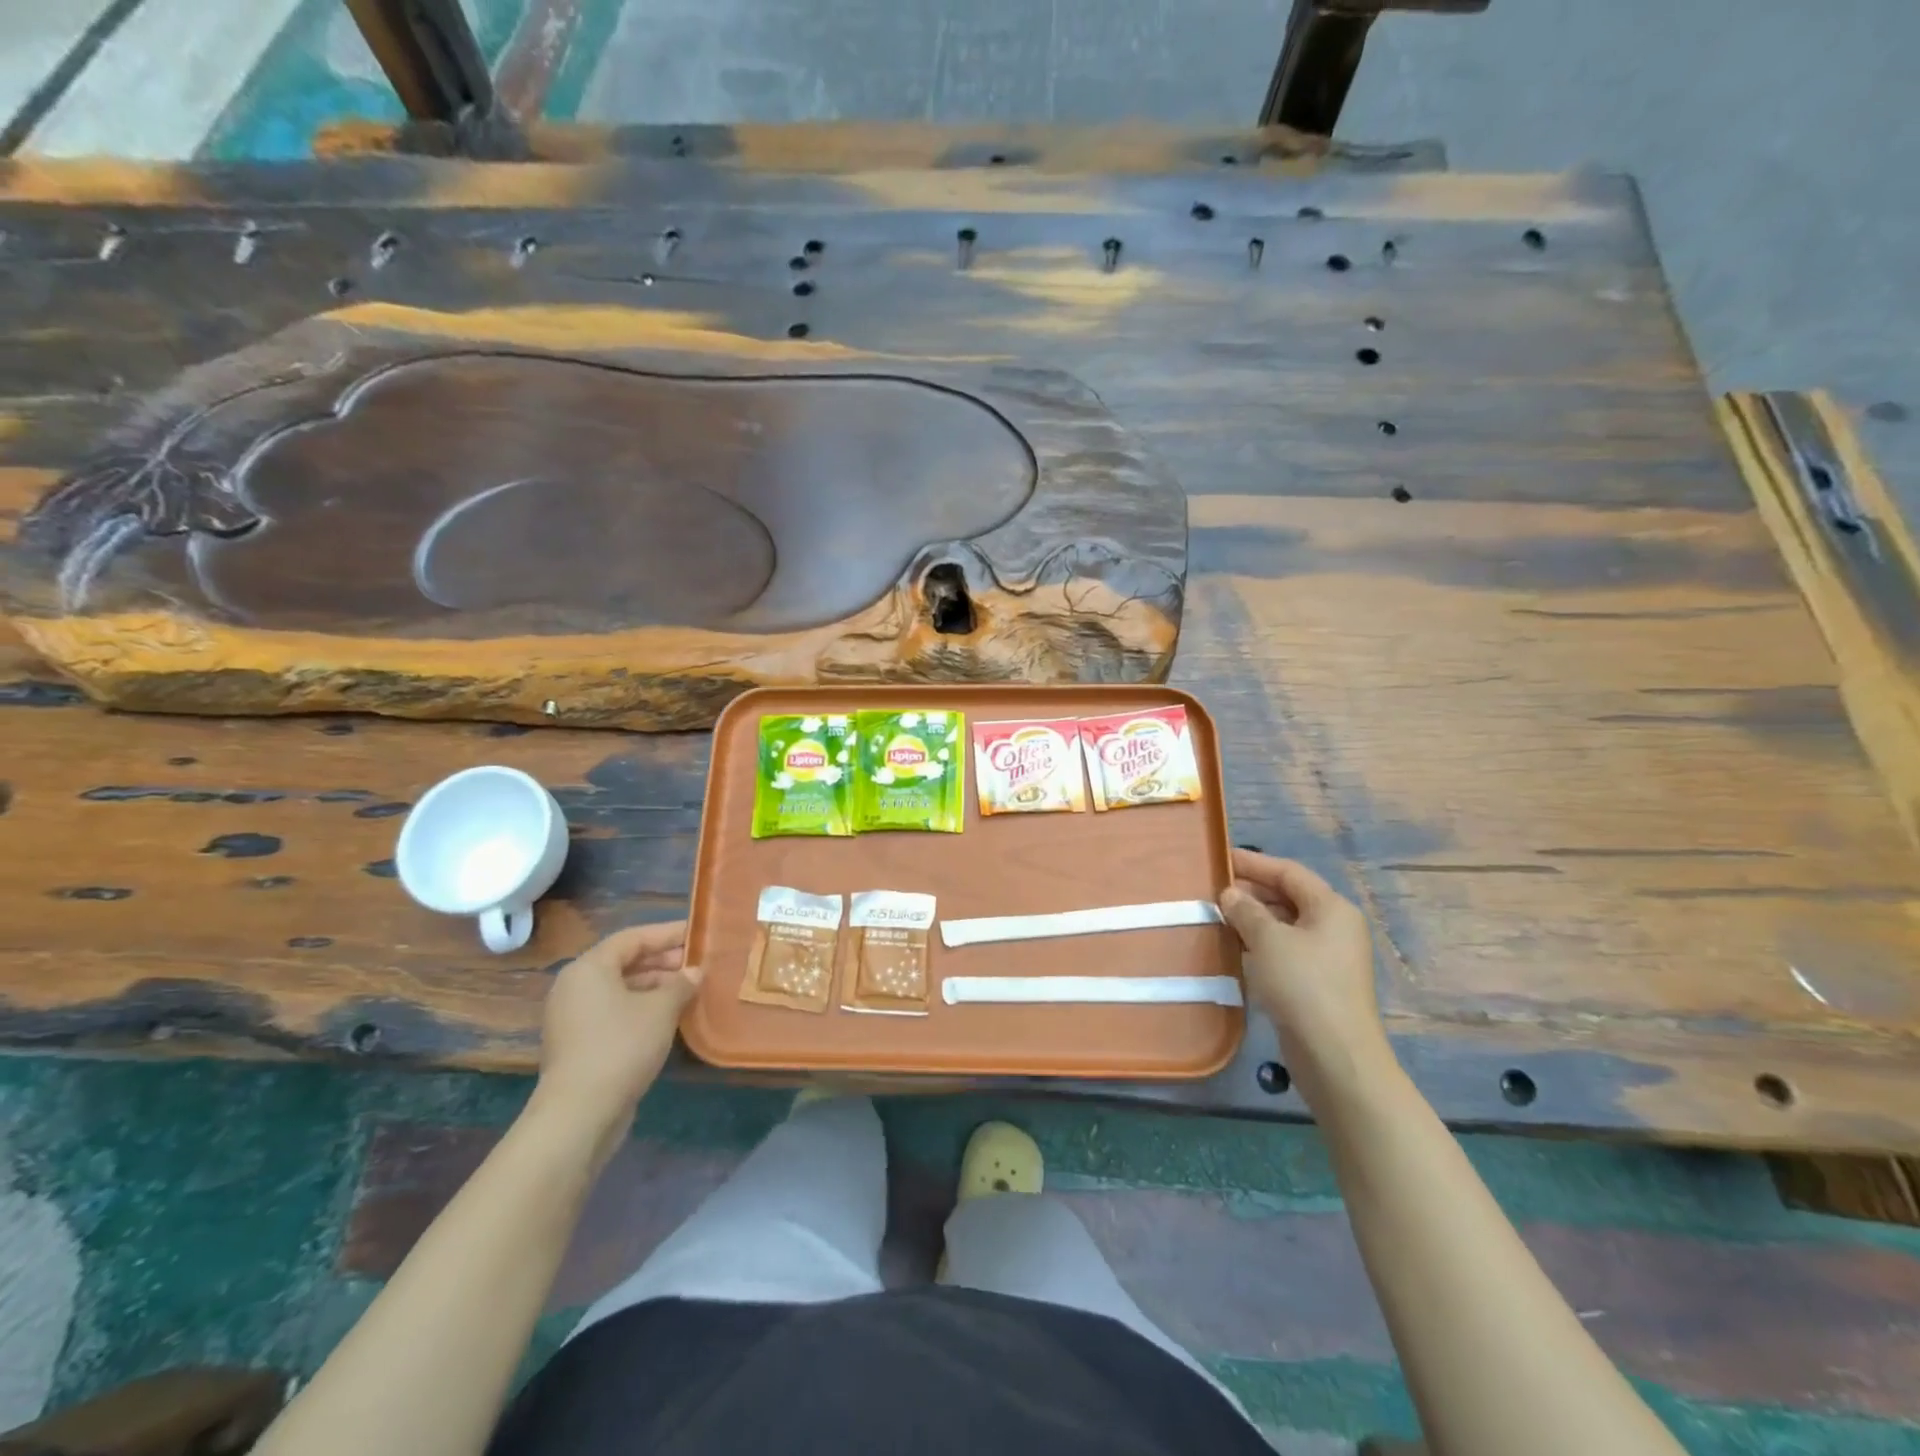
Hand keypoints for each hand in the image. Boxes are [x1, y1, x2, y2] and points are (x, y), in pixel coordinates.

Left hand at [531, 922, 703, 1150]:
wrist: (580, 1112)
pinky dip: (641, 1007)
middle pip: (624, 961)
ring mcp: (573, 1016)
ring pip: (620, 988)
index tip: (698, 933)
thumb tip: (694, 972)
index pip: (633, 937)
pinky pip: (614, 1011)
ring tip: (689, 988)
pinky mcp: (578, 1043)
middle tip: (698, 963)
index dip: (668, 934)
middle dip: (663, 960)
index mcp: (589, 968)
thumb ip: (681, 984)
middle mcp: (575, 986)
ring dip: (655, 985)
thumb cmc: (622, 1046)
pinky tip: (669, 1016)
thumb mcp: (661, 1009)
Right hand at [1219, 850, 1393, 1104]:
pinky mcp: (1317, 983)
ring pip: (1284, 925)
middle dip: (1251, 891)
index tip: (1220, 858)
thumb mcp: (1268, 940)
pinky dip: (1259, 943)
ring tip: (1216, 915)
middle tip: (1212, 890)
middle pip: (1288, 897)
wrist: (1335, 1055)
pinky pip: (1284, 950)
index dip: (1254, 863)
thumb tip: (1230, 894)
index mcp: (1331, 908)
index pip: (1288, 872)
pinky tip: (1233, 946)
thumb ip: (1246, 910)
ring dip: (1252, 919)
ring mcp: (1327, 957)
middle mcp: (1334, 927)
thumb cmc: (1303, 985)